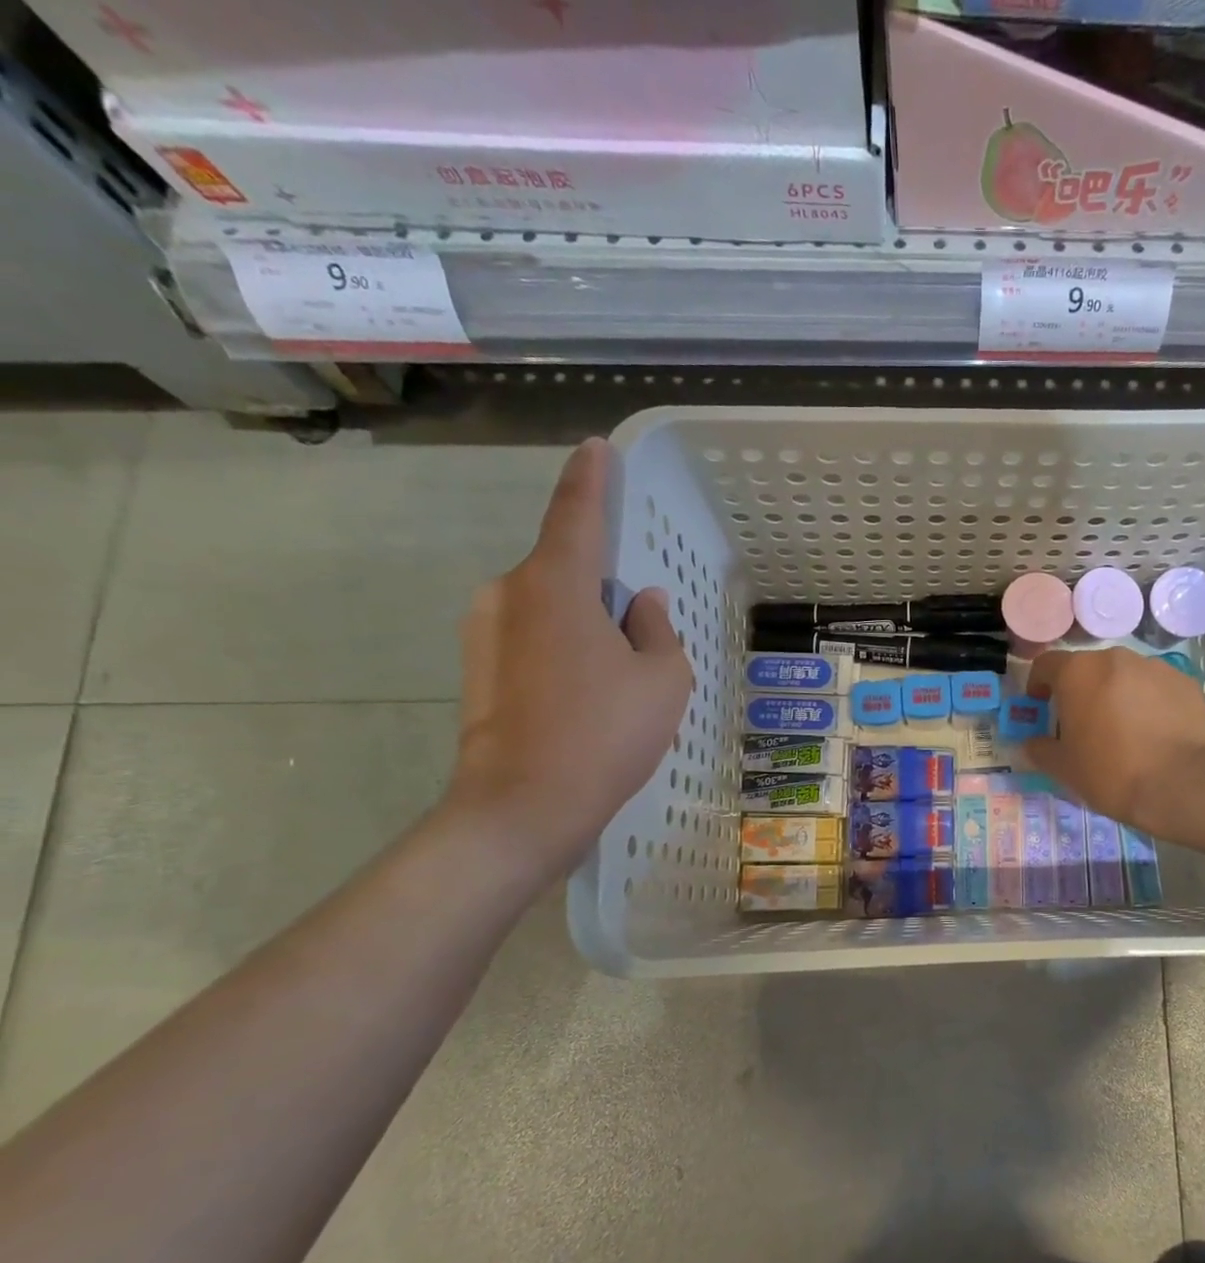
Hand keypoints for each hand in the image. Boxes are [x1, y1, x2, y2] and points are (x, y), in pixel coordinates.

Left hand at [445, 438, 692, 880]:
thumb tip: (641, 603)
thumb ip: (657, 629)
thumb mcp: (662, 679)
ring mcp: (485, 633)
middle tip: (638, 629)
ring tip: (616, 676)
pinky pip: (532, 638)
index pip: (577, 512)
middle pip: (565, 569)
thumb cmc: (605, 734)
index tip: (597, 448)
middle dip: (602, 588)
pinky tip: (587, 696)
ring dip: (584, 624)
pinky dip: (564, 650)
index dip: (591, 478)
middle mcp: (509, 594)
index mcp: (556, 584)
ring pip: (549, 608)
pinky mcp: (477, 669)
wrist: (522, 808)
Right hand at [1022, 648, 1204, 832]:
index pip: (1046, 665)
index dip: (1038, 684)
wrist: (1179, 785)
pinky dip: (1150, 703)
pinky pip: (1156, 688)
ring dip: (1117, 694)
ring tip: (1124, 730)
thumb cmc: (1110, 772)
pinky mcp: (1185, 683)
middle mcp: (1115, 659)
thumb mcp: (1063, 768)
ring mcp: (1155, 667)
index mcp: (1078, 672)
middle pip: (1088, 668)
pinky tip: (1155, 733)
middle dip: (1081, 691)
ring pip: (1125, 676)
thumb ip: (1040, 749)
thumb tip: (1032, 743)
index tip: (1041, 706)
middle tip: (1083, 724)